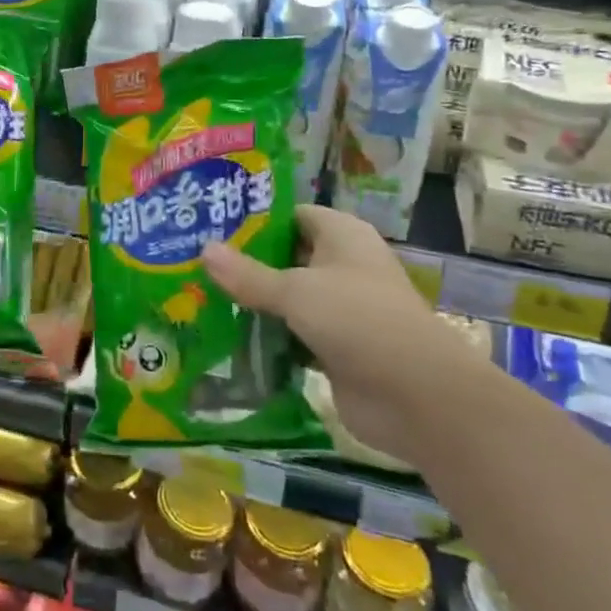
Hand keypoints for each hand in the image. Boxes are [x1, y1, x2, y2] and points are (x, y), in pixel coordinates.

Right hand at [201, 206, 473, 454]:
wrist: (417, 396)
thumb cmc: (358, 320)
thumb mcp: (296, 291)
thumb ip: (248, 274)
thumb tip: (203, 249)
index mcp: (342, 235)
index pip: (291, 214)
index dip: (254, 218)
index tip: (210, 223)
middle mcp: (342, 265)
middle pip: (286, 256)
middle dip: (245, 261)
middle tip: (193, 261)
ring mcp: (340, 309)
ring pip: (287, 298)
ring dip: (253, 303)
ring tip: (199, 296)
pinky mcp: (334, 347)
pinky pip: (292, 334)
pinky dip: (267, 337)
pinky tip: (227, 338)